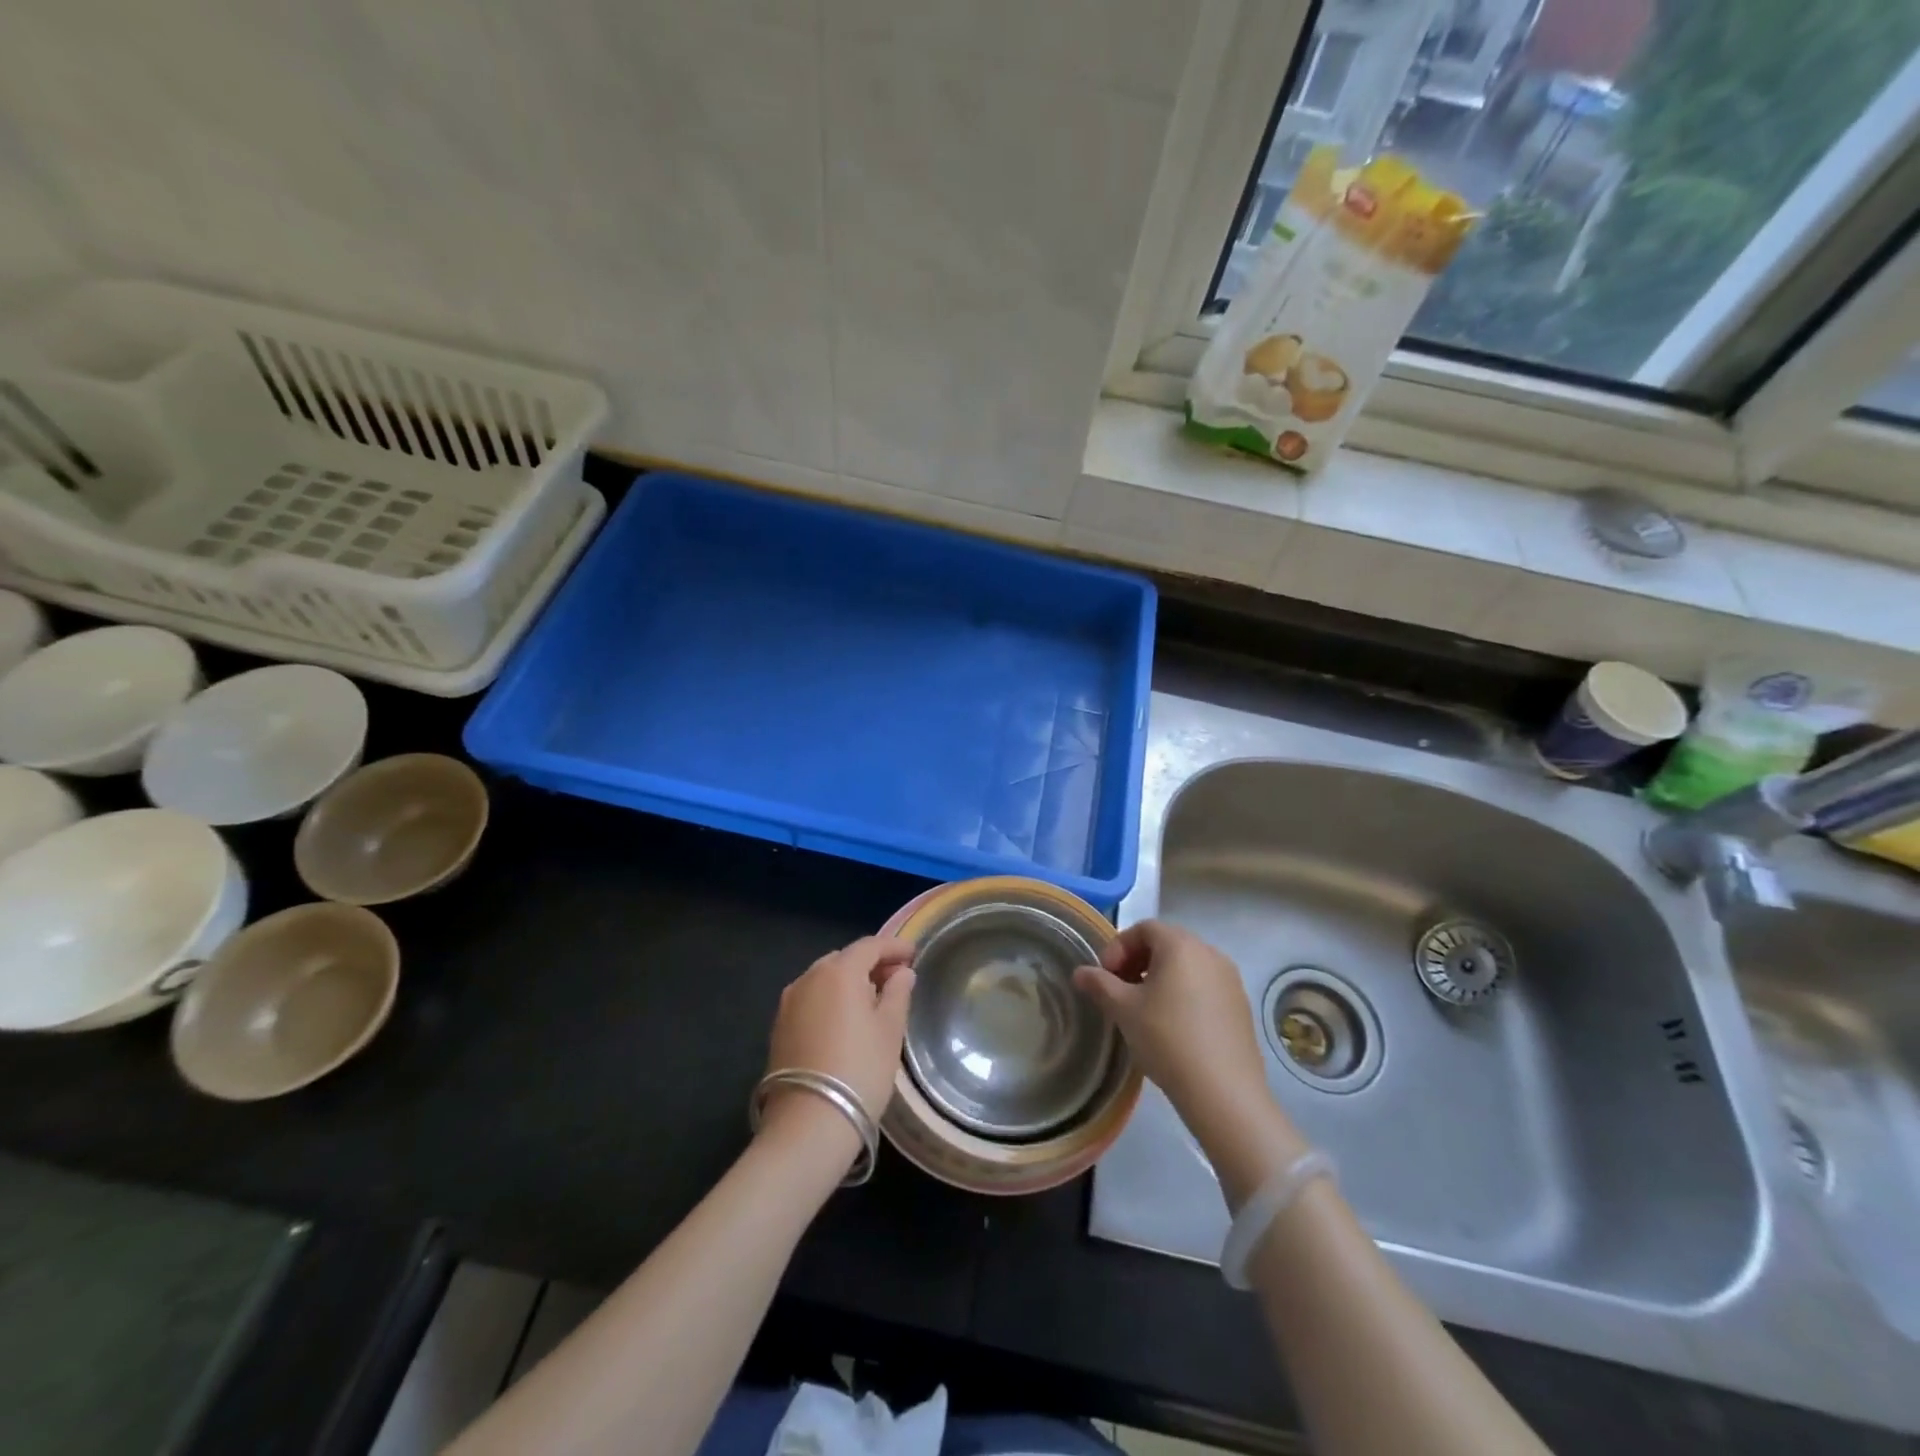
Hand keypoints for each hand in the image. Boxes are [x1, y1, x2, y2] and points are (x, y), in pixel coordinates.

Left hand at [763, 936, 915, 1137]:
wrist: (808, 1123)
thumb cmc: (859, 1070)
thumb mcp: (890, 1030)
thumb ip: (898, 994)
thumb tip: (902, 972)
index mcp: (839, 971)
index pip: (869, 946)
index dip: (894, 947)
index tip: (913, 954)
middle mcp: (809, 978)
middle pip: (844, 959)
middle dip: (870, 964)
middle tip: (895, 979)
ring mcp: (789, 1002)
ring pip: (824, 979)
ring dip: (848, 982)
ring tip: (872, 1001)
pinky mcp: (779, 1027)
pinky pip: (811, 999)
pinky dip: (830, 999)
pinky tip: (845, 1021)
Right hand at [1074, 921, 1307, 1200]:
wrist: (1224, 1093)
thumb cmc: (1167, 1039)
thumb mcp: (1124, 1010)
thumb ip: (1099, 985)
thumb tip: (1080, 972)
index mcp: (1181, 945)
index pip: (1144, 928)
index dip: (1118, 947)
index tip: (1105, 976)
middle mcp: (1210, 953)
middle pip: (1166, 944)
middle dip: (1138, 961)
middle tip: (1120, 990)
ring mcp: (1230, 979)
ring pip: (1187, 966)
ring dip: (1160, 977)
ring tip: (1144, 1010)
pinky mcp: (1241, 1006)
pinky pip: (1205, 986)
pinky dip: (1184, 993)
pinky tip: (1173, 1026)